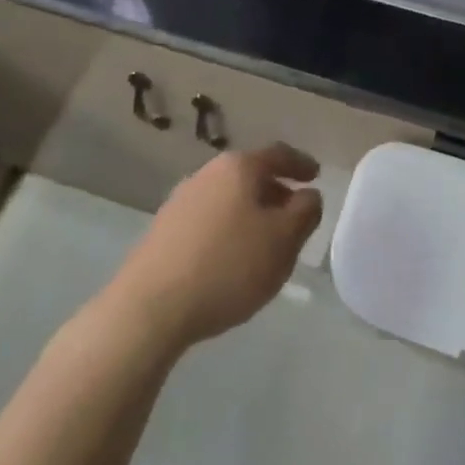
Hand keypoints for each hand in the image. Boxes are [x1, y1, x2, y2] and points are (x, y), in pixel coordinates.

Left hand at [107, 145, 323, 350]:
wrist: (149, 309)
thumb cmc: (227, 267)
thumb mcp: (283, 241)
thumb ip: (305, 212)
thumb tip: (308, 195)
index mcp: (239, 167)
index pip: (278, 154)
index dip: (301, 164)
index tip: (316, 175)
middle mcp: (207, 174)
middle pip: (251, 175)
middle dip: (276, 192)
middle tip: (295, 215)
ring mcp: (180, 201)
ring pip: (228, 198)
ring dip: (251, 213)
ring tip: (265, 242)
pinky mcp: (163, 231)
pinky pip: (208, 220)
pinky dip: (228, 229)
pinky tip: (231, 259)